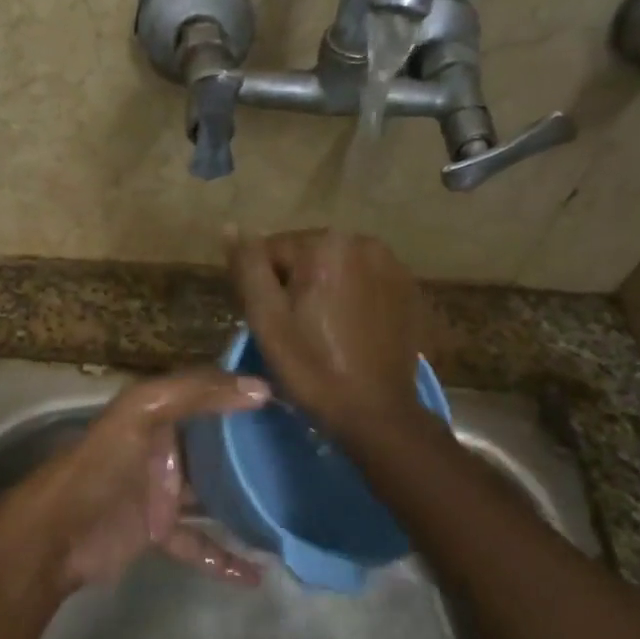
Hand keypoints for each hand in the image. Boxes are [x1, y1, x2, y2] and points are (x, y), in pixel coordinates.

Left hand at [0, 369, 270, 592]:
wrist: (55, 536)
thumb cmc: (100, 467)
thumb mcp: (142, 413)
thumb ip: (195, 394)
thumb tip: (259, 388)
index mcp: (156, 414)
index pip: (206, 394)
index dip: (240, 391)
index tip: (288, 400)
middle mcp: (162, 449)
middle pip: (215, 446)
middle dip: (250, 448)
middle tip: (300, 454)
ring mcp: (162, 493)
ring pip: (212, 494)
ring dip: (244, 502)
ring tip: (288, 509)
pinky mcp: (158, 532)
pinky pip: (199, 542)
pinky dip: (224, 557)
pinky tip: (257, 573)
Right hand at [227, 228, 427, 438]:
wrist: (375, 412)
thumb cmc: (312, 367)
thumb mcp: (266, 318)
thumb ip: (248, 266)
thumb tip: (232, 227)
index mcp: (326, 244)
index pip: (271, 249)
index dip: (261, 286)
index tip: (269, 321)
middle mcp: (363, 241)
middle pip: (306, 255)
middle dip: (294, 283)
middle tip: (293, 329)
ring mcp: (392, 264)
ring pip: (335, 267)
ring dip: (323, 289)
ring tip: (322, 330)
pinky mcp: (407, 288)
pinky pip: (363, 281)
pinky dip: (350, 298)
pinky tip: (349, 330)